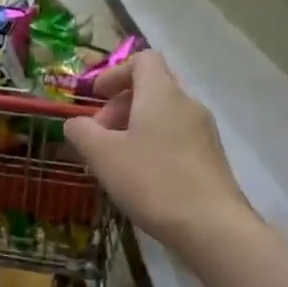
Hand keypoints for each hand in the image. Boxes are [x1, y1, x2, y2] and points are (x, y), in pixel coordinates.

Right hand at [64, 51, 249, 250]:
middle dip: (121, 105)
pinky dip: (154, 144)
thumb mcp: (102, 155)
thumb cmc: (152, 181)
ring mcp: (204, 132)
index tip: (96, 97)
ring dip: (136, 127)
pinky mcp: (211, 157)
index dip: (115, 72)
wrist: (211, 226)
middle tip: (100, 135)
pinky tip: (142, 177)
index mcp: (162, 94)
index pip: (143, 60)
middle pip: (153, 87)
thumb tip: (75, 123)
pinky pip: (177, 137)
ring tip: (116, 159)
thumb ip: (82, 132)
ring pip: (164, 114)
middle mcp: (188, 104)